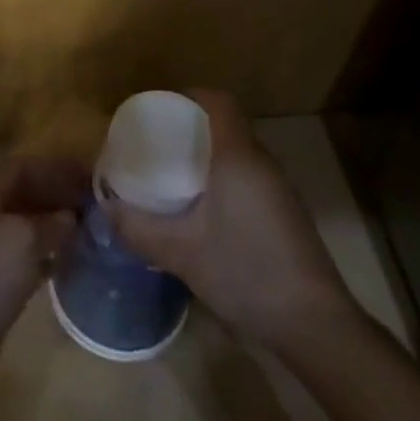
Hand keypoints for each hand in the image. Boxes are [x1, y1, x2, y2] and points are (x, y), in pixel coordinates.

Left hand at [0, 157, 89, 392]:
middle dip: (58, 195)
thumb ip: (52, 222)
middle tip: (95, 204)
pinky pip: (27, 259)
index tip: (88, 175)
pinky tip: (71, 262)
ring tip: (90, 230)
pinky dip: (49, 255)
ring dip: (56, 226)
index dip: (54, 167)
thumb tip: (72, 217)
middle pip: (25, 197)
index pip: (23, 168)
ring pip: (28, 228)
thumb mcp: (24, 239)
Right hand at [108, 91, 356, 350]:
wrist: (313, 325)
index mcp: (238, 156)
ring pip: (238, 154)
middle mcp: (262, 163)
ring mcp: (278, 189)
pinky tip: (203, 211)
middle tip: (157, 144)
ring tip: (173, 175)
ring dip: (208, 156)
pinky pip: (248, 178)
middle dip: (191, 128)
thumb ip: (138, 228)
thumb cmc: (245, 272)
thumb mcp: (181, 252)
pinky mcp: (285, 214)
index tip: (159, 109)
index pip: (219, 102)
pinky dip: (223, 179)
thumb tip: (105, 208)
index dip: (190, 96)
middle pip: (226, 126)